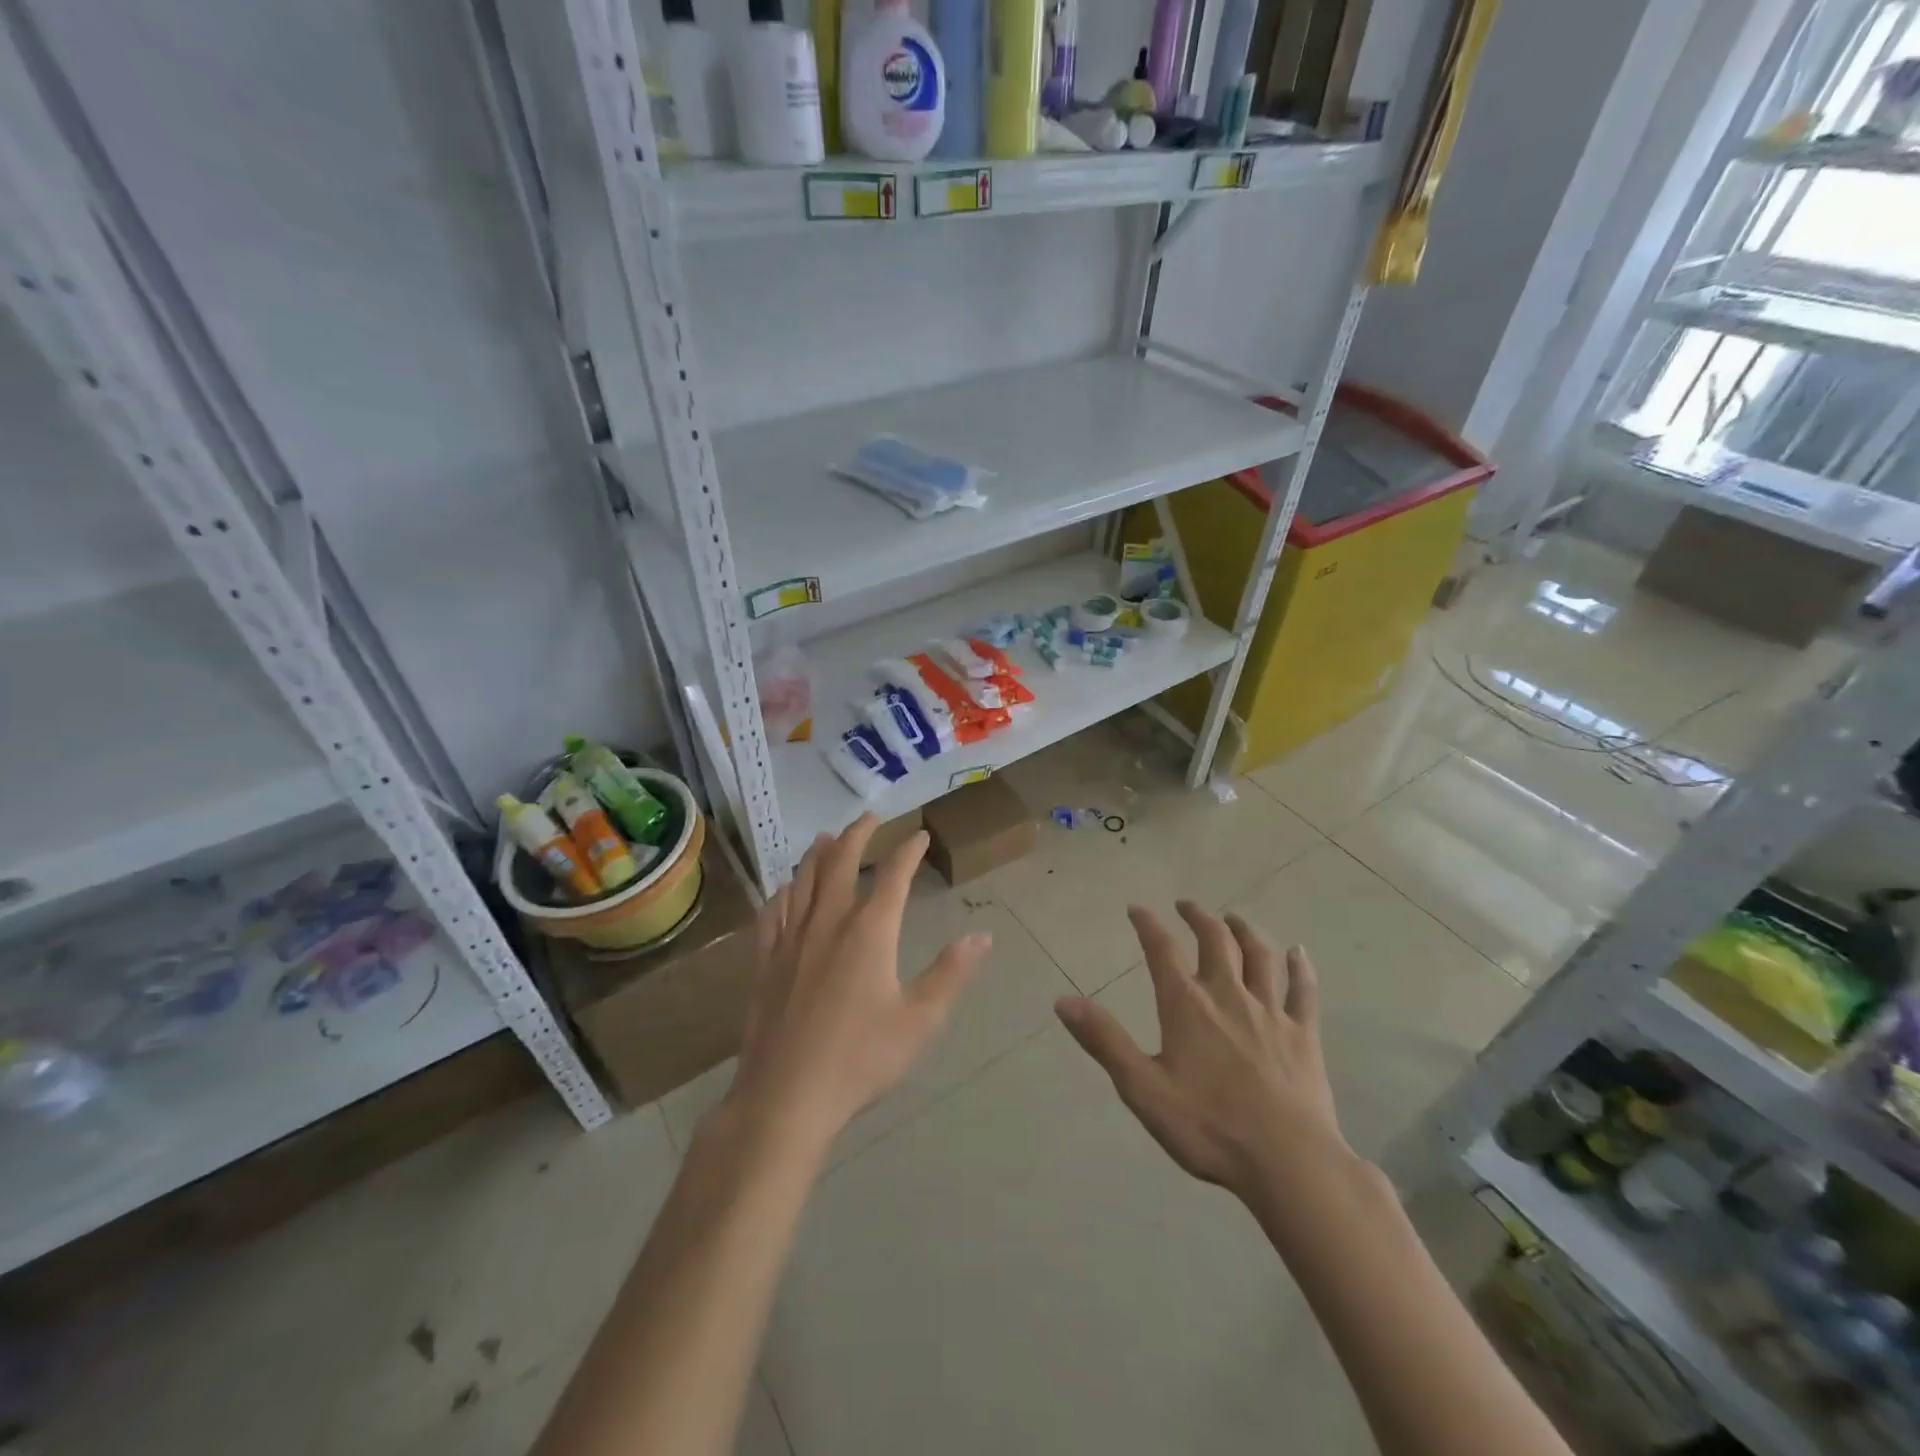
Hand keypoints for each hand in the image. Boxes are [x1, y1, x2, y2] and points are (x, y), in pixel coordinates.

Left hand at [720, 814, 990, 1151]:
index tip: (919, 834)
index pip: (892, 877)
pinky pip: (772, 913)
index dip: (908, 852)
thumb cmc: (861, 1059)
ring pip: (803, 881)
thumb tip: (982, 936)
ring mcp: (791, 940)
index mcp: (869, 932)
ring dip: (817, 854)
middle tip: (869, 818)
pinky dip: (783, 892)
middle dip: (857, 836)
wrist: (786, 1097)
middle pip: (840, 864)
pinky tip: (785, 890)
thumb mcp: (920, 1021)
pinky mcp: (765, 962)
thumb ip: (951, 974)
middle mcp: (828, 923)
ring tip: (825, 837)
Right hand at [1055, 900, 1349, 1201]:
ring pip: (1258, 955)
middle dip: (1198, 917)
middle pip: (1214, 940)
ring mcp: (1271, 1012)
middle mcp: (1228, 995)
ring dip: (1243, 931)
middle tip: (1186, 905)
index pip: (1162, 950)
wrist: (1289, 1163)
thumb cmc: (1209, 1128)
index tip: (1137, 908)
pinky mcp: (1304, 1035)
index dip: (1148, 925)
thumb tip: (1063, 1001)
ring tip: (1232, 918)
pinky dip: (1300, 967)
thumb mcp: (1142, 1088)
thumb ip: (1104, 1040)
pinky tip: (1298, 952)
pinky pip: (1302, 990)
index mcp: (1187, 1005)